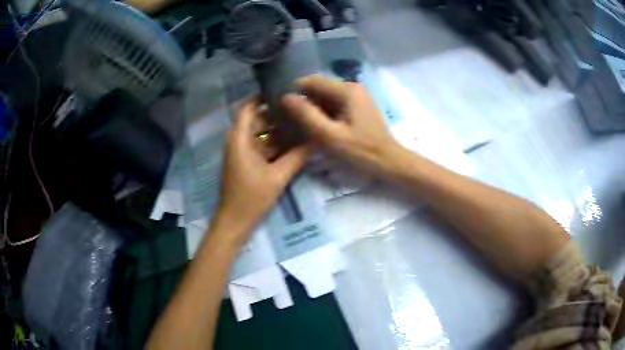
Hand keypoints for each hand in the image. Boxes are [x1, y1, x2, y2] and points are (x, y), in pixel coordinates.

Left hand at [214, 98, 312, 242]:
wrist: (234, 222)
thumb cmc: (252, 197)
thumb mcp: (278, 176)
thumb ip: (298, 156)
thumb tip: (317, 139)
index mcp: (240, 138)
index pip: (248, 107)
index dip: (263, 96)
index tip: (283, 90)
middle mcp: (238, 141)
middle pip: (257, 120)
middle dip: (277, 114)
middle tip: (300, 108)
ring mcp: (241, 153)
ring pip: (260, 134)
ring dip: (278, 130)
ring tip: (301, 123)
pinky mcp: (245, 163)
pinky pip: (260, 147)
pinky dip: (274, 144)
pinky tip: (293, 144)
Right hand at [281, 76, 403, 175]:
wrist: (389, 162)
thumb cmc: (361, 151)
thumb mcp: (330, 136)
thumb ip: (307, 115)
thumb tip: (285, 97)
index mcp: (346, 90)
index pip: (311, 81)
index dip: (294, 93)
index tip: (282, 110)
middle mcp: (352, 87)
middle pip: (318, 88)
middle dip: (304, 102)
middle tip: (291, 122)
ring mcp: (356, 96)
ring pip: (325, 97)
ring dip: (313, 109)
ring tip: (302, 126)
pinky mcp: (357, 106)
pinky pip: (334, 104)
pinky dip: (323, 113)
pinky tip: (318, 127)